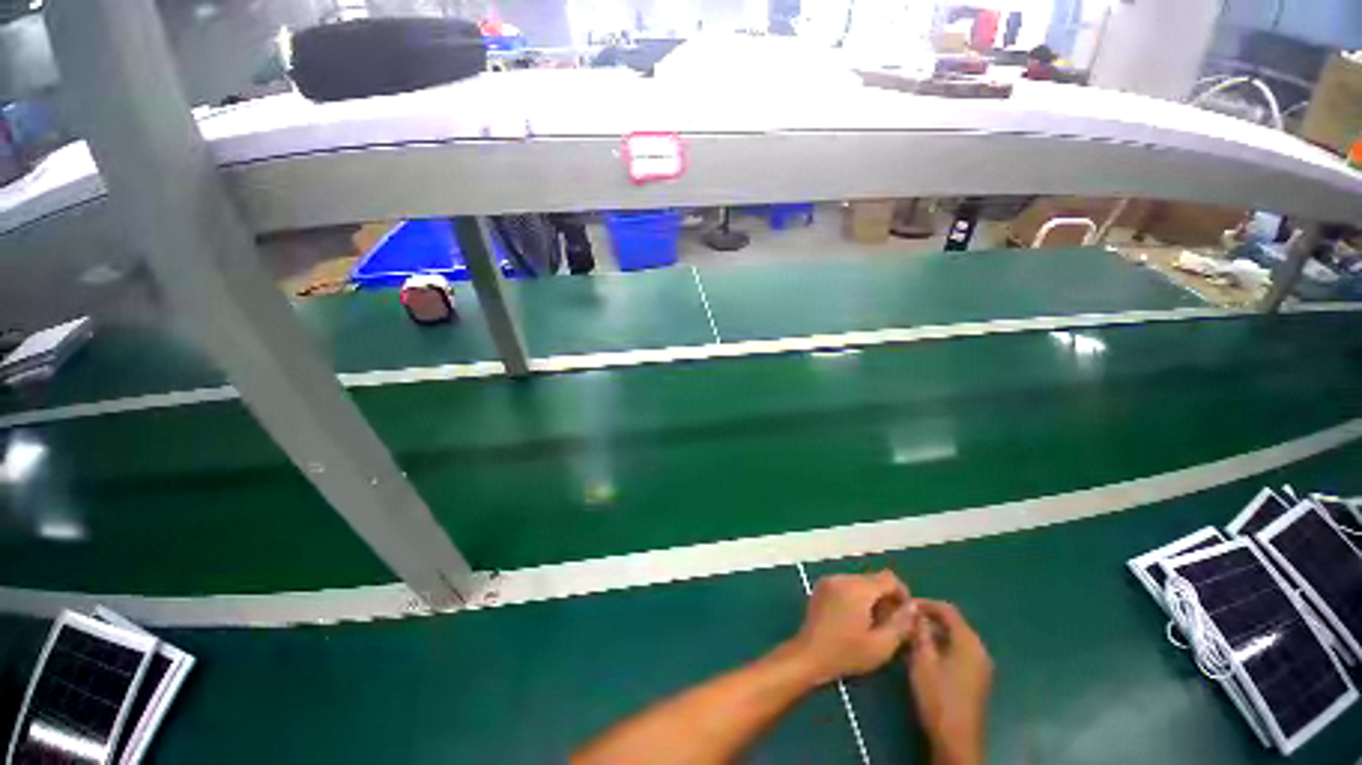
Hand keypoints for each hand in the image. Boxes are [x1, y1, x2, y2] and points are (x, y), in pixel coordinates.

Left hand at [784, 571, 916, 684]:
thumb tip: (914, 607)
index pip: (889, 578)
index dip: (902, 594)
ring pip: (860, 582)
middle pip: (873, 580)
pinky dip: (856, 597)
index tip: (906, 616)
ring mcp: (829, 580)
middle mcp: (842, 577)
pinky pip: (846, 585)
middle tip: (891, 625)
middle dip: (886, 599)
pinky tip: (856, 620)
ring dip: (871, 598)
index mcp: (857, 588)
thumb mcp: (881, 645)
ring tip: (874, 625)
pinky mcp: (821, 587)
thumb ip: (901, 624)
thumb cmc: (846, 653)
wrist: (809, 654)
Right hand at [907, 599, 992, 764]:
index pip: (947, 609)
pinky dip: (942, 646)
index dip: (925, 603)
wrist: (956, 739)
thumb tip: (914, 609)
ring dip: (934, 633)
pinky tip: (924, 654)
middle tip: (905, 620)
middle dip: (929, 618)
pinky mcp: (977, 678)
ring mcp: (980, 665)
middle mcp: (979, 649)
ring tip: (910, 635)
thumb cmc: (938, 696)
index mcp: (968, 641)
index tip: (904, 604)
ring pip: (955, 638)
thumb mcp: (922, 659)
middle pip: (953, 623)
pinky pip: (958, 651)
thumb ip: (920, 631)